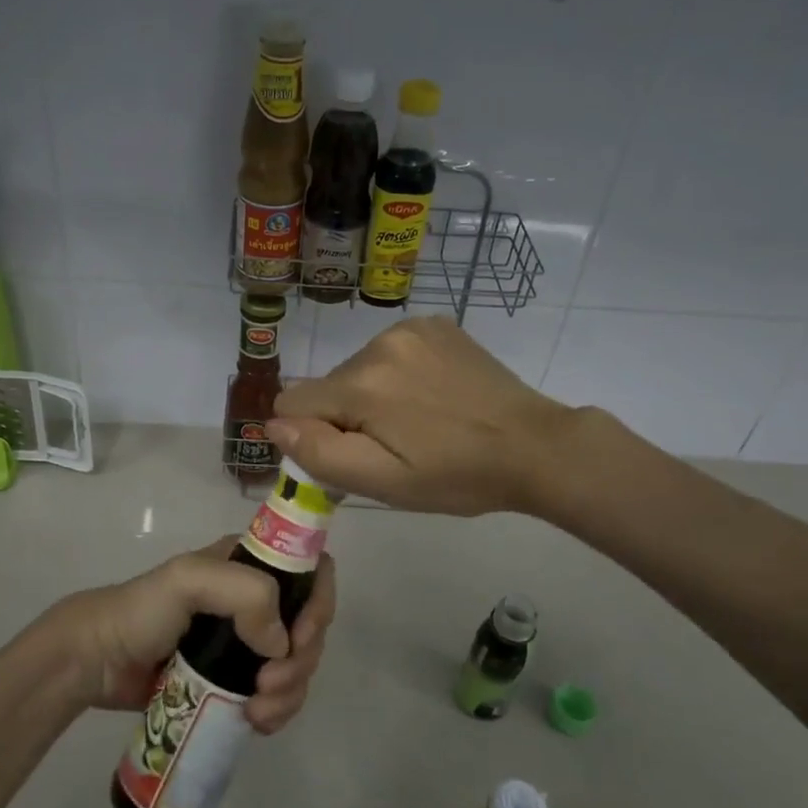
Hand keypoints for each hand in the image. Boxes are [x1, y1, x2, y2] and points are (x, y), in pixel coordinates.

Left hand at [36, 540, 337, 733]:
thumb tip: (281, 643)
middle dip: (301, 661)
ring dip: (291, 692)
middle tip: (268, 685)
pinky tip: (257, 722)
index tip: (298, 640)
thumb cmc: (142, 611)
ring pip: (297, 665)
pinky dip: (278, 710)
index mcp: (249, 563)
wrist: (97, 661)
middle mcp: (256, 599)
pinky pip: (277, 694)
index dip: (318, 605)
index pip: (312, 572)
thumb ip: (244, 593)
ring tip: (258, 713)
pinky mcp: (234, 679)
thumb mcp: (188, 580)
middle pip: (309, 627)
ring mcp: (247, 642)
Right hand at [270, 316, 572, 516]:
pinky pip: (389, 351)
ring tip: (417, 420)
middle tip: (394, 444)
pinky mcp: (434, 324)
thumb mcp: (384, 483)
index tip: (353, 453)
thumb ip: (321, 453)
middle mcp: (378, 344)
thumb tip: (273, 424)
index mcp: (361, 385)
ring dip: (372, 394)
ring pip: (357, 368)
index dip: (314, 434)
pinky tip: (431, 394)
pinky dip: (398, 373)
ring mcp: (409, 329)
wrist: (534, 446)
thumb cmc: (456, 476)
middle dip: (346, 415)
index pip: (292, 403)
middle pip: (327, 385)